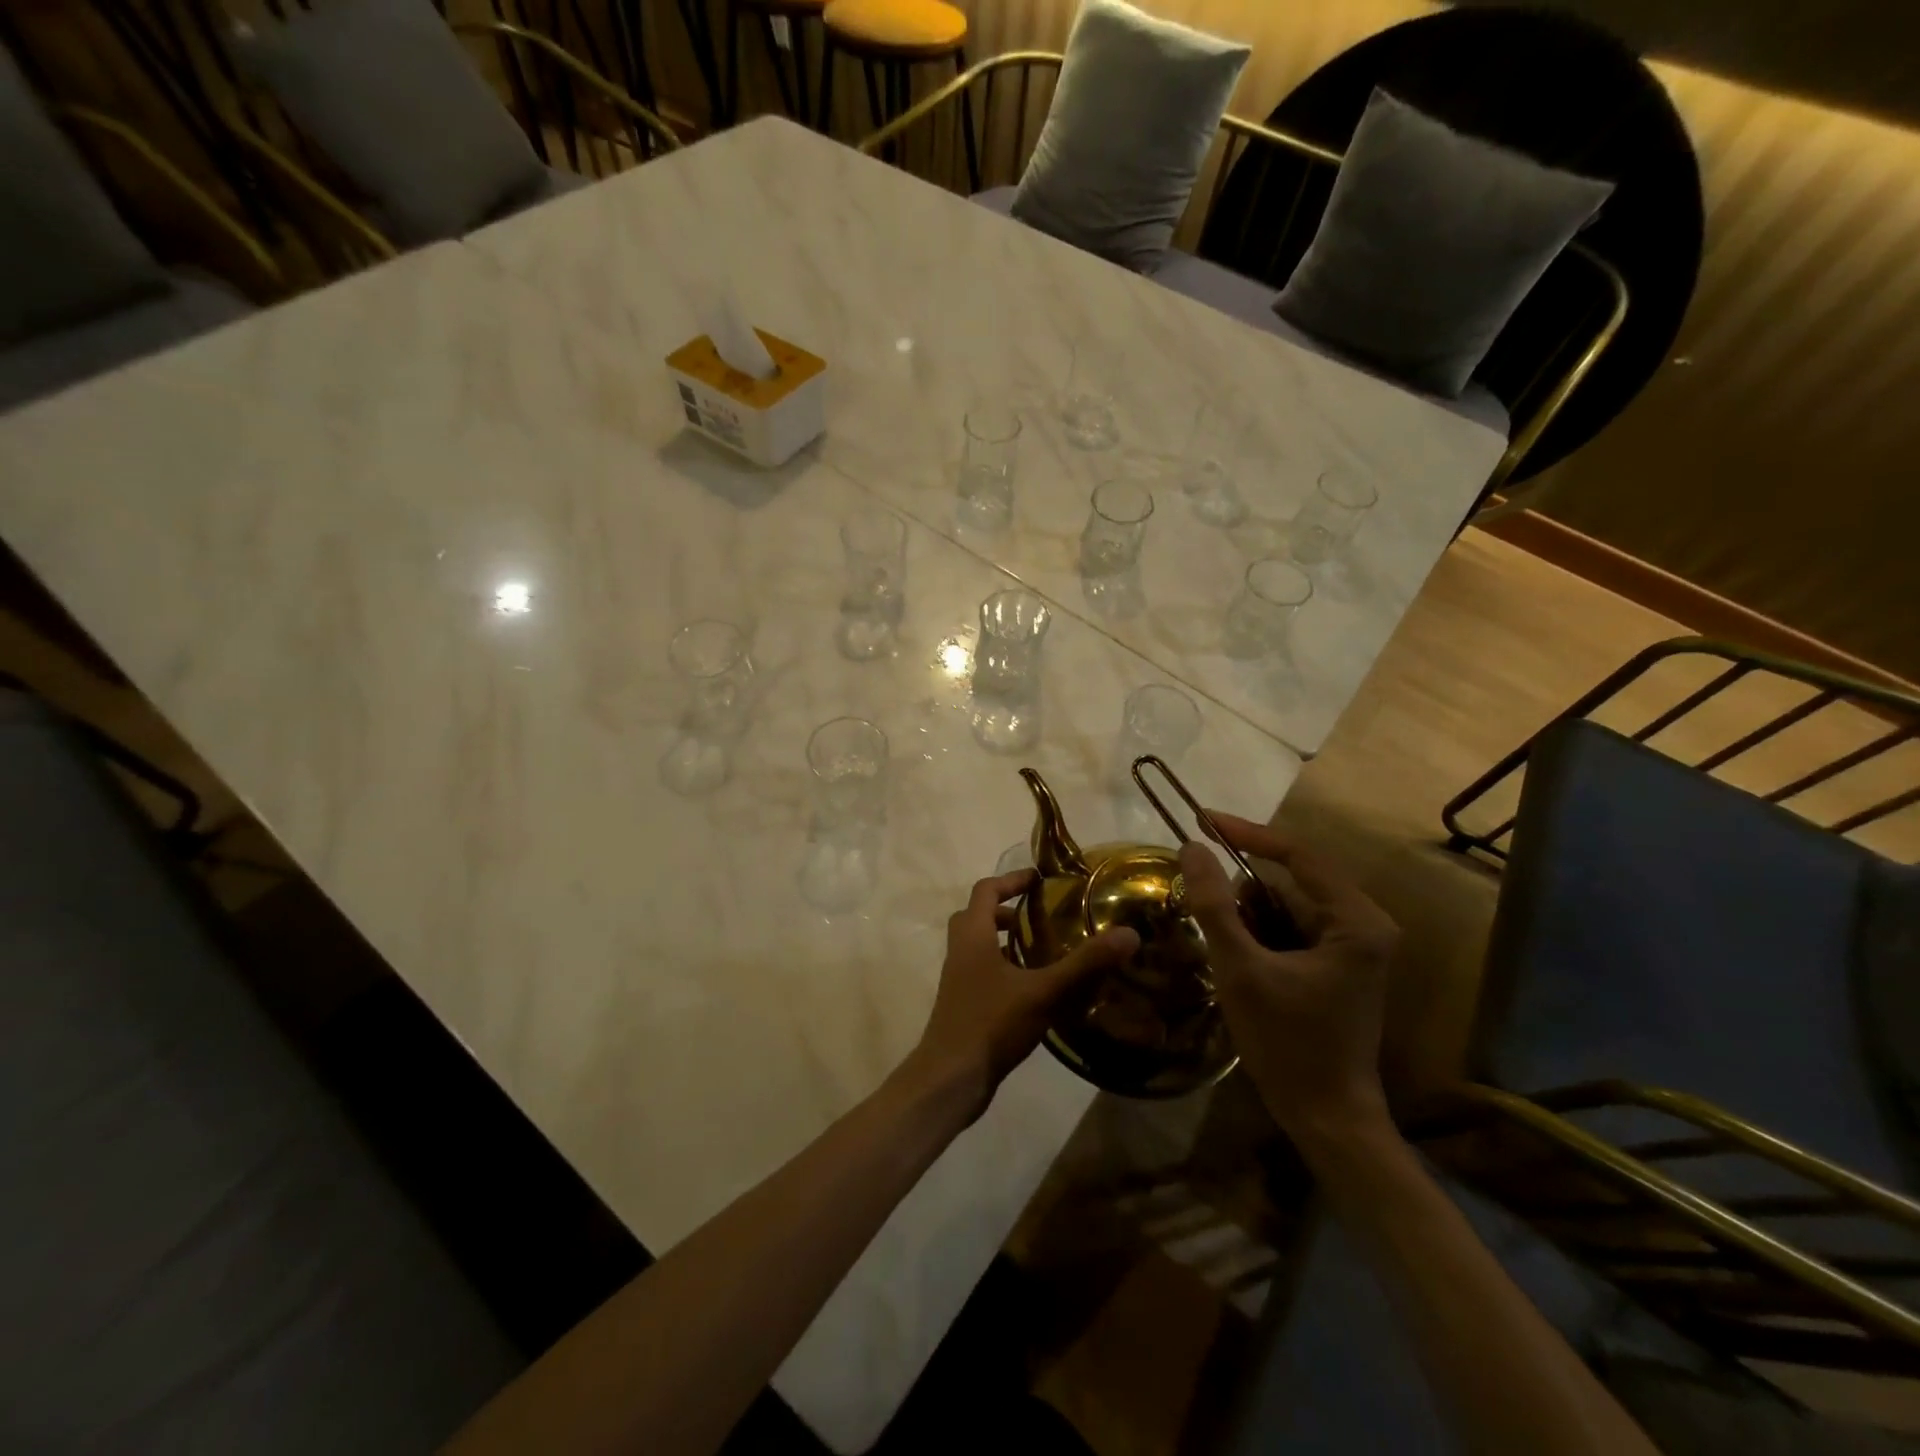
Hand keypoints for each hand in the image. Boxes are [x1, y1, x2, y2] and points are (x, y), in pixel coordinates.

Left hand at [906, 869, 1139, 1122]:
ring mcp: (958, 979)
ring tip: (1041, 950)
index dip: (1011, 880)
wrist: (950, 1077)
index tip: (1039, 879)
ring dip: (1004, 940)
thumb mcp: (1043, 991)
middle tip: (1038, 915)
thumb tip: (1128, 934)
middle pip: (977, 915)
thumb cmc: (991, 1023)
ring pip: (978, 945)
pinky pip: (982, 971)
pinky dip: (1003, 968)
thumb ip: (1084, 963)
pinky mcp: (963, 1004)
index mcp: (973, 935)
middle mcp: (960, 950)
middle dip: (1006, 909)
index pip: (986, 890)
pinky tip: (1032, 989)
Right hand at [1178, 814, 1399, 1144]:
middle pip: (1290, 882)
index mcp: (1357, 920)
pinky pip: (1290, 931)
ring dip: (1246, 915)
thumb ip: (1214, 906)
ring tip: (1215, 938)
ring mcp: (1353, 948)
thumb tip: (1192, 849)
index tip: (1201, 820)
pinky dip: (1258, 934)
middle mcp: (1364, 925)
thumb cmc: (1289, 1043)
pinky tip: (1235, 957)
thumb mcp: (1241, 970)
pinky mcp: (1337, 967)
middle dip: (1241, 888)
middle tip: (1198, 892)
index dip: (1246, 833)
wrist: (1327, 1118)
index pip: (1298, 854)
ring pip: (1286, 907)